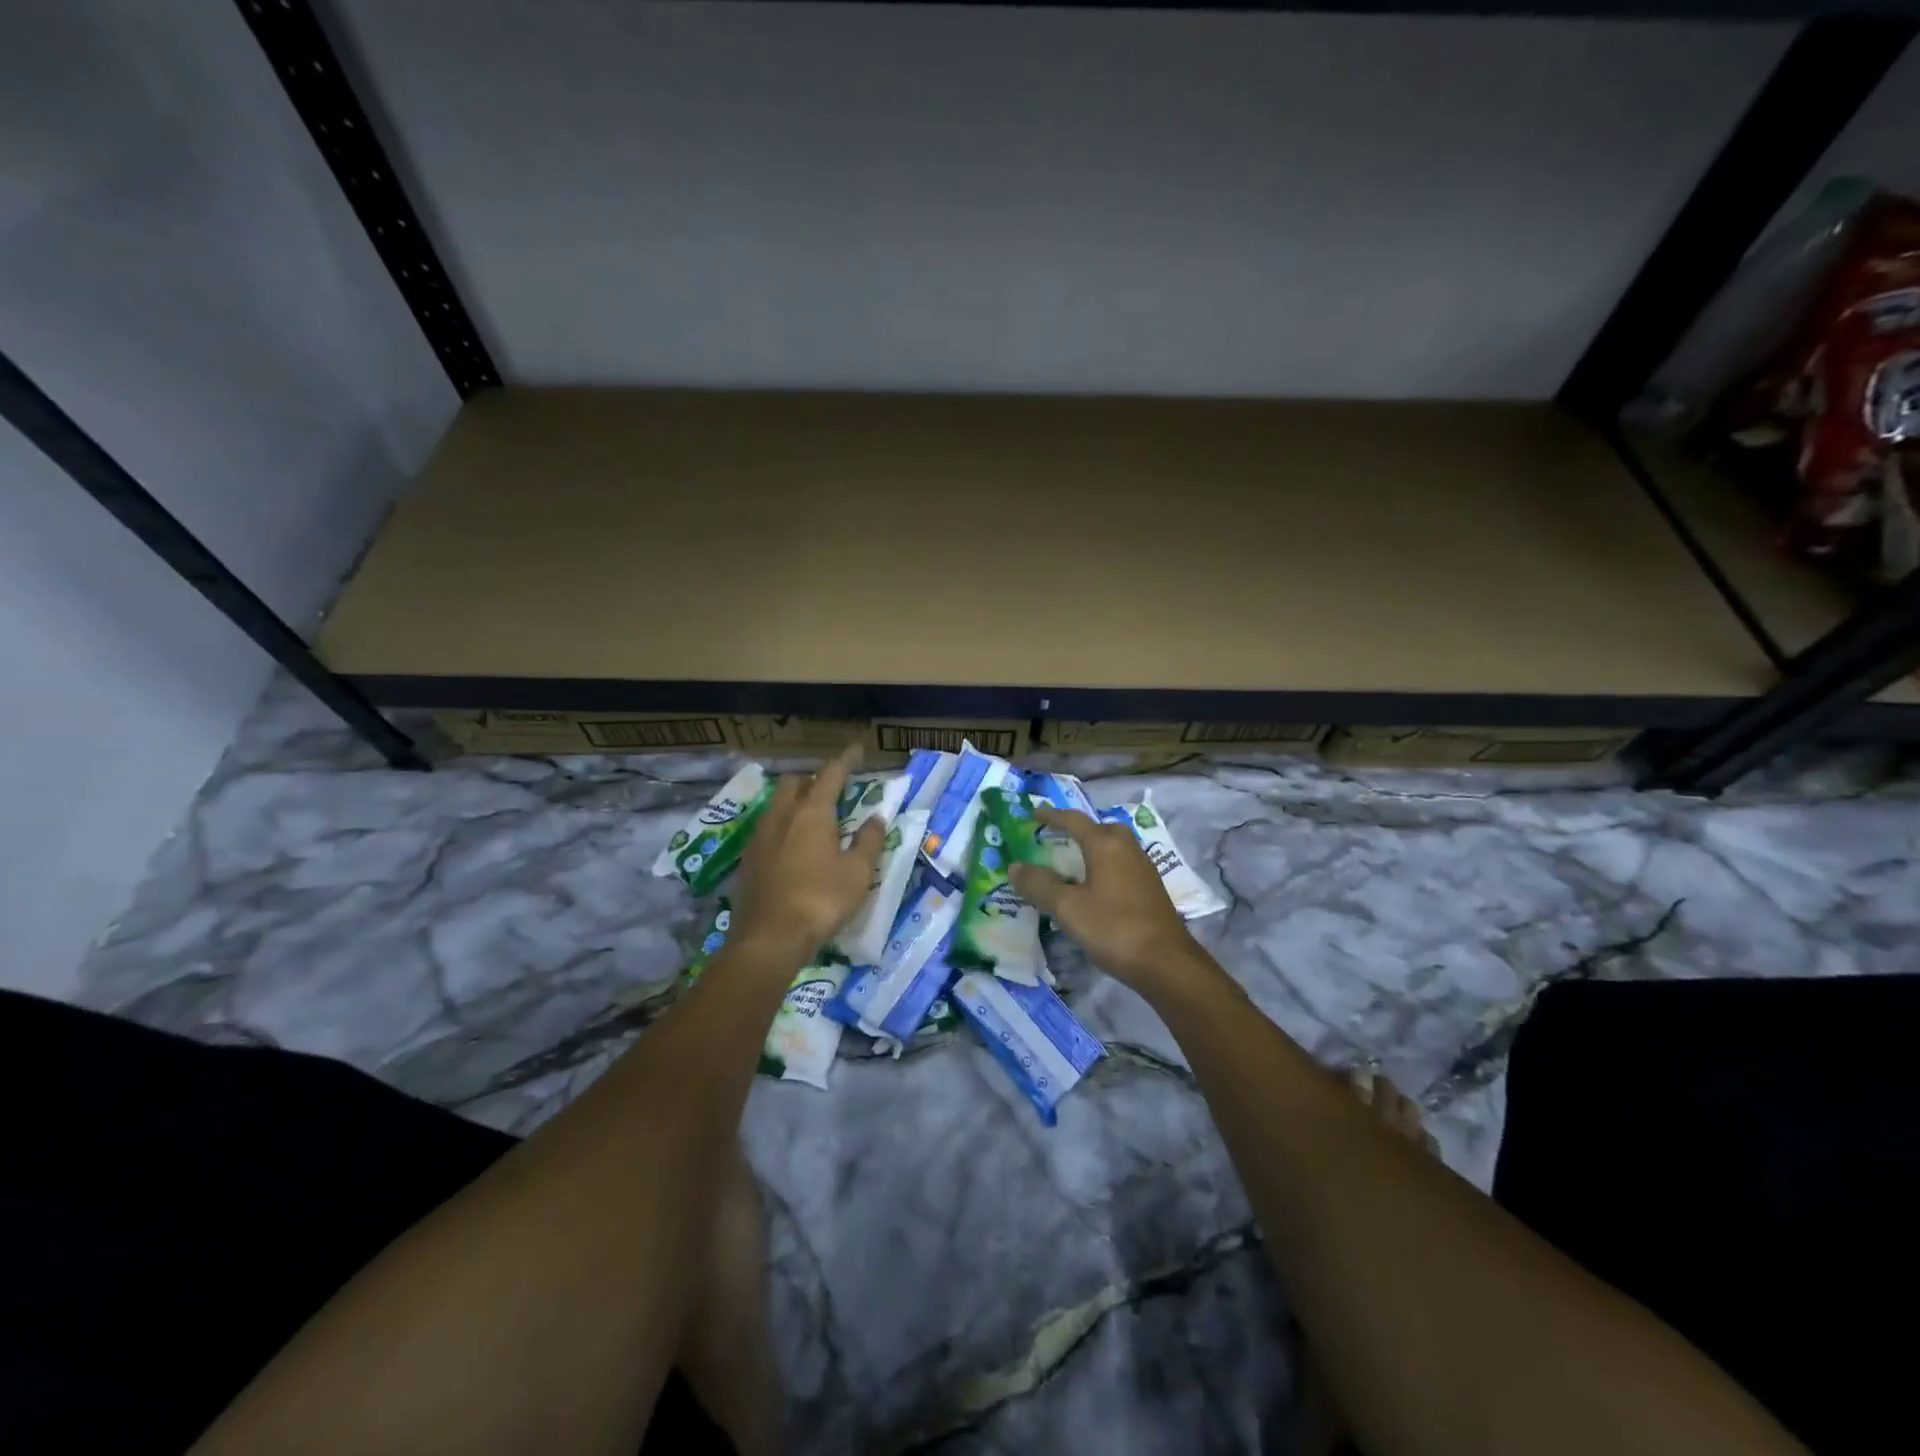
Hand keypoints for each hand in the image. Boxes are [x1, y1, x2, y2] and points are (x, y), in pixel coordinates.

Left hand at [729, 744, 885, 959]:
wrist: (768, 939)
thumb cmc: (820, 901)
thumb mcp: (857, 873)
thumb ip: (869, 841)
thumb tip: (876, 819)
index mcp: (811, 813)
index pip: (831, 774)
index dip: (846, 760)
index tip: (857, 748)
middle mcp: (781, 816)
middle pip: (796, 783)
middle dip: (814, 780)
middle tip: (834, 792)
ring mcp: (759, 837)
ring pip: (777, 805)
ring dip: (796, 802)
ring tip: (814, 819)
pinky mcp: (747, 860)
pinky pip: (768, 829)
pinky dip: (784, 827)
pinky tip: (793, 848)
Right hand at [1010, 808, 1196, 994]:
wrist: (1165, 962)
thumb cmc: (1112, 927)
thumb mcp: (1067, 907)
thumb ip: (1039, 884)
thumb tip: (1015, 866)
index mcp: (1105, 843)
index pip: (1073, 820)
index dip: (1050, 816)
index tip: (1032, 814)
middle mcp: (1126, 847)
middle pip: (1095, 830)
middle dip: (1073, 831)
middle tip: (1050, 839)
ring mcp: (1142, 867)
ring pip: (1109, 848)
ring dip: (1088, 850)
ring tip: (1067, 863)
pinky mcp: (1149, 888)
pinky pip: (1118, 865)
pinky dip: (1100, 867)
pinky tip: (1091, 888)